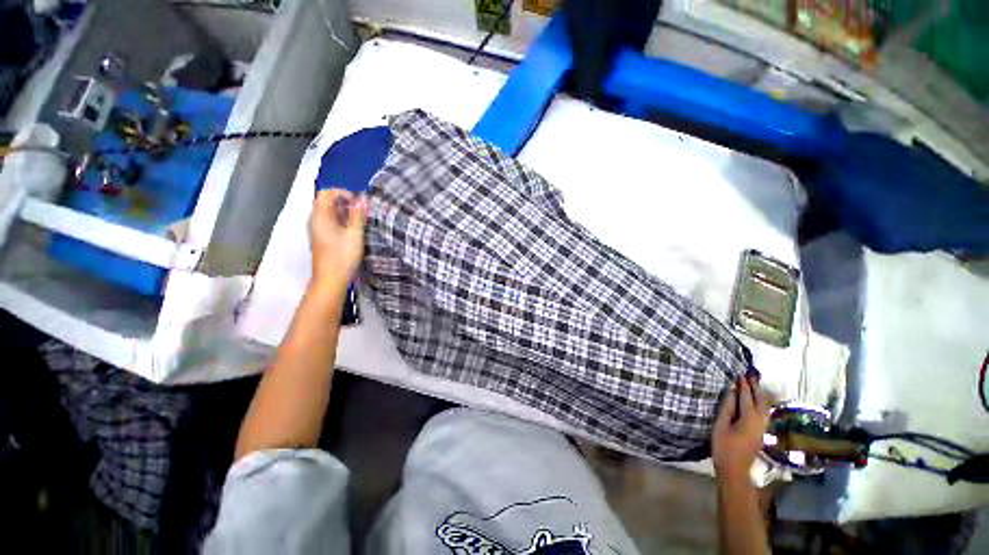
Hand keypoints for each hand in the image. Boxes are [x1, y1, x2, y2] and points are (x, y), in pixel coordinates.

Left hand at [310, 189, 368, 289]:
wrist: (331, 280)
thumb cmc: (343, 256)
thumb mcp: (354, 234)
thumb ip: (358, 215)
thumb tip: (362, 198)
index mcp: (320, 216)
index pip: (326, 193)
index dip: (343, 193)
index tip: (359, 202)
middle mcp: (315, 220)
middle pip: (327, 202)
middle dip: (346, 202)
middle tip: (363, 211)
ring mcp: (318, 230)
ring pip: (330, 213)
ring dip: (346, 212)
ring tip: (362, 220)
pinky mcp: (322, 239)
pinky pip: (331, 222)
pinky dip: (342, 221)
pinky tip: (354, 230)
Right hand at [713, 376, 769, 482]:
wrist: (735, 469)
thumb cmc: (723, 446)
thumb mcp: (720, 425)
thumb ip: (727, 407)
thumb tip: (731, 390)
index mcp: (749, 418)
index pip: (747, 397)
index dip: (744, 385)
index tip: (740, 374)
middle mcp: (760, 421)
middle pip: (761, 401)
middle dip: (756, 388)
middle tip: (750, 376)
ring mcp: (762, 428)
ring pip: (765, 407)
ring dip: (760, 395)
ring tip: (755, 385)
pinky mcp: (761, 432)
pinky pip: (764, 413)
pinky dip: (761, 403)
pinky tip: (757, 401)